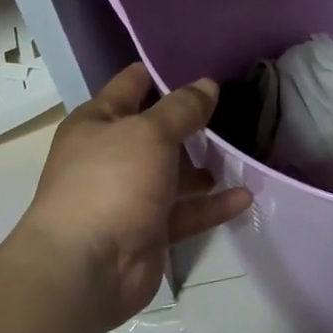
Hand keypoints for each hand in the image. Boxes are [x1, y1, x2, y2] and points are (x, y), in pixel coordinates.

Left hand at [17, 63, 252, 329]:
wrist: (87, 269)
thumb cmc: (111, 182)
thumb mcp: (150, 133)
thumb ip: (182, 108)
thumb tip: (207, 84)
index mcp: (98, 123)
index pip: (132, 84)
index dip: (164, 72)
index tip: (203, 64)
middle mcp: (112, 155)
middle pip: (159, 130)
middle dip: (194, 121)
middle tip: (237, 106)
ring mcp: (131, 195)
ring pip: (176, 172)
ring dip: (207, 165)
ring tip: (244, 151)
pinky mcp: (150, 230)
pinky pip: (187, 211)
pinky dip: (212, 205)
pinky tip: (245, 196)